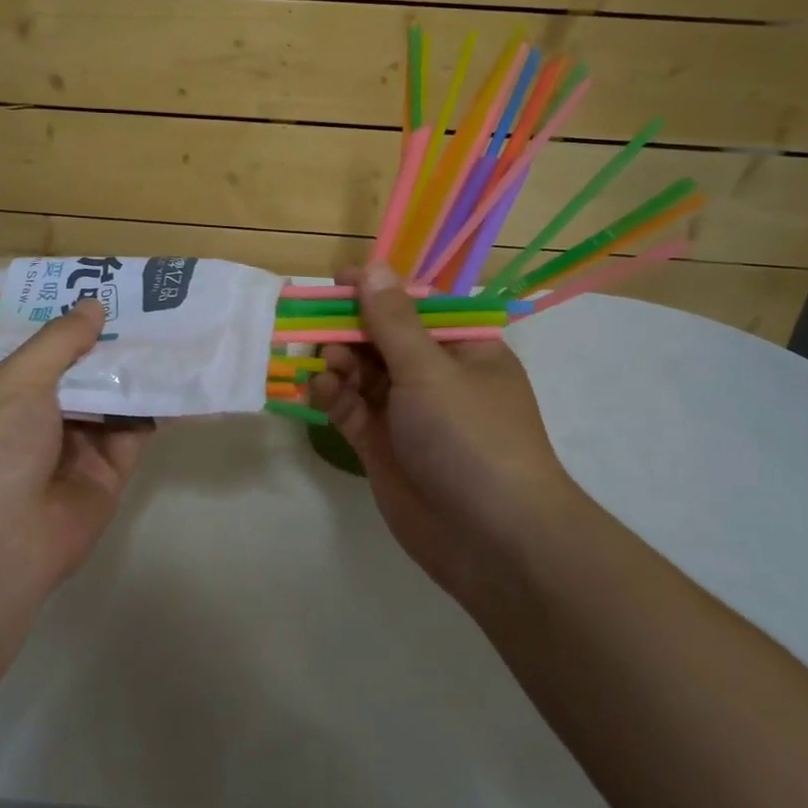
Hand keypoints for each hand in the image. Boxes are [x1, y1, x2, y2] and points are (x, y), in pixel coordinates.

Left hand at [0, 299, 152, 591]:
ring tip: (177, 332)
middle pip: (87, 374)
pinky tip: (181, 377)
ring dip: (140, 372)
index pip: (50, 352)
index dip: (78, 326)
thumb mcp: (19, 380)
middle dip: (115, 345)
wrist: (1, 540)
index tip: (111, 293)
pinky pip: (137, 432)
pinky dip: (157, 408)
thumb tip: (95, 306)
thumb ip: (60, 342)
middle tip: (155, 307)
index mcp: (13, 395)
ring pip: (116, 400)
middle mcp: (46, 419)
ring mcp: (79, 447)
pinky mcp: (111, 473)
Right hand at [308, 264, 592, 602]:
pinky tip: (317, 389)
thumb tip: (373, 267)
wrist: (492, 540)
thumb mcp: (431, 370)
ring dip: (338, 363)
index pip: (416, 307)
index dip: (378, 291)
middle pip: (383, 339)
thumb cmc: (471, 437)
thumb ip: (393, 321)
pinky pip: (350, 409)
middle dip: (349, 330)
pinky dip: (332, 396)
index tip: (337, 281)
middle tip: (315, 325)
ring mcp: (407, 414)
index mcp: (463, 349)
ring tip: (324, 365)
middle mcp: (435, 377)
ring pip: (362, 374)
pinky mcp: (381, 446)